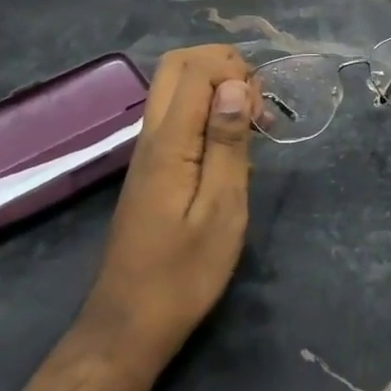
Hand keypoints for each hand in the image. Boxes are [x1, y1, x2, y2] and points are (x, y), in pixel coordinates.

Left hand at [80, 45, 255, 367]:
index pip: (196, 69)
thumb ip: (227, 143)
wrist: (129, 324)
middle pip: (177, 65)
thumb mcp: (222, 210)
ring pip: (175, 87)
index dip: (235, 71)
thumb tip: (235, 85)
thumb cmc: (184, 273)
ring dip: (216, 87)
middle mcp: (152, 135)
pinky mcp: (151, 167)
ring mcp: (147, 150)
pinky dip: (207, 110)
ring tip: (252, 124)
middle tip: (256, 102)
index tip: (261, 111)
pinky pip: (177, 114)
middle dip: (223, 65)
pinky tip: (232, 147)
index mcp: (169, 142)